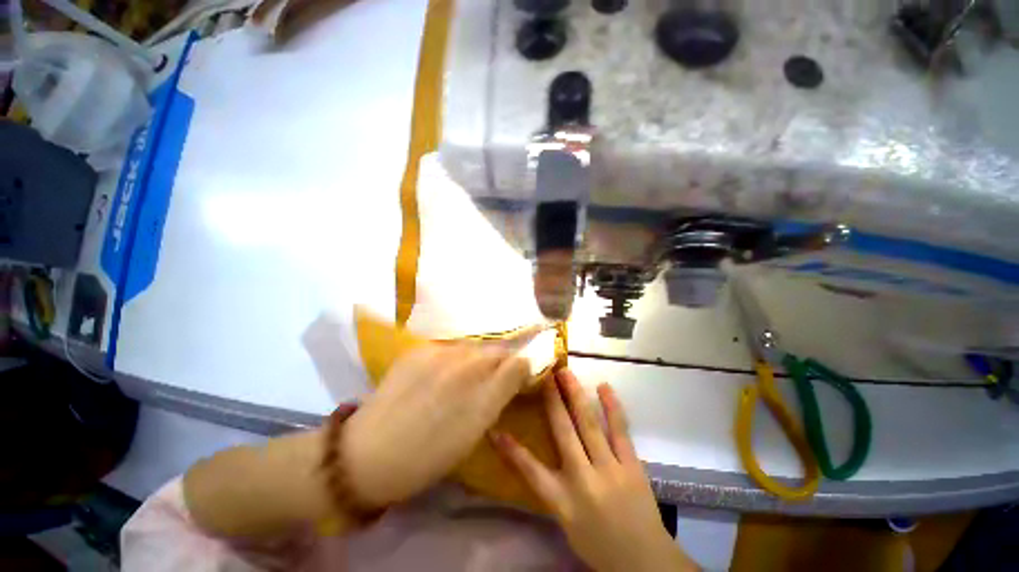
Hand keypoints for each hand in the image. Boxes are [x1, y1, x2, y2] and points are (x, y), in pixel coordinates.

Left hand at [344, 343, 530, 506]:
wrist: (370, 453)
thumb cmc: (430, 454)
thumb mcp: (475, 432)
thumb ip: (500, 396)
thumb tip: (517, 372)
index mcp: (484, 392)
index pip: (519, 362)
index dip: (523, 367)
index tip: (519, 377)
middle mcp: (467, 365)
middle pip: (498, 349)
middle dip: (502, 361)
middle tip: (493, 377)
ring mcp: (441, 352)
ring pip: (474, 346)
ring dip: (478, 357)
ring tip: (466, 376)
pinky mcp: (420, 349)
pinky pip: (449, 346)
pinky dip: (454, 357)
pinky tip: (441, 373)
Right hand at [492, 369, 697, 571]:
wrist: (644, 562)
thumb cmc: (598, 543)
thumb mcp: (565, 522)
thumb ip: (550, 490)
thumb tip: (534, 461)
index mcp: (563, 500)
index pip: (530, 471)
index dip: (511, 449)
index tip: (495, 427)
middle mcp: (583, 479)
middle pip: (563, 432)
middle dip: (551, 401)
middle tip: (544, 375)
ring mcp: (610, 469)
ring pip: (588, 424)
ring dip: (576, 395)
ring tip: (566, 373)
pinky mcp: (632, 465)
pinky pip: (620, 430)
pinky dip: (611, 406)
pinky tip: (603, 387)